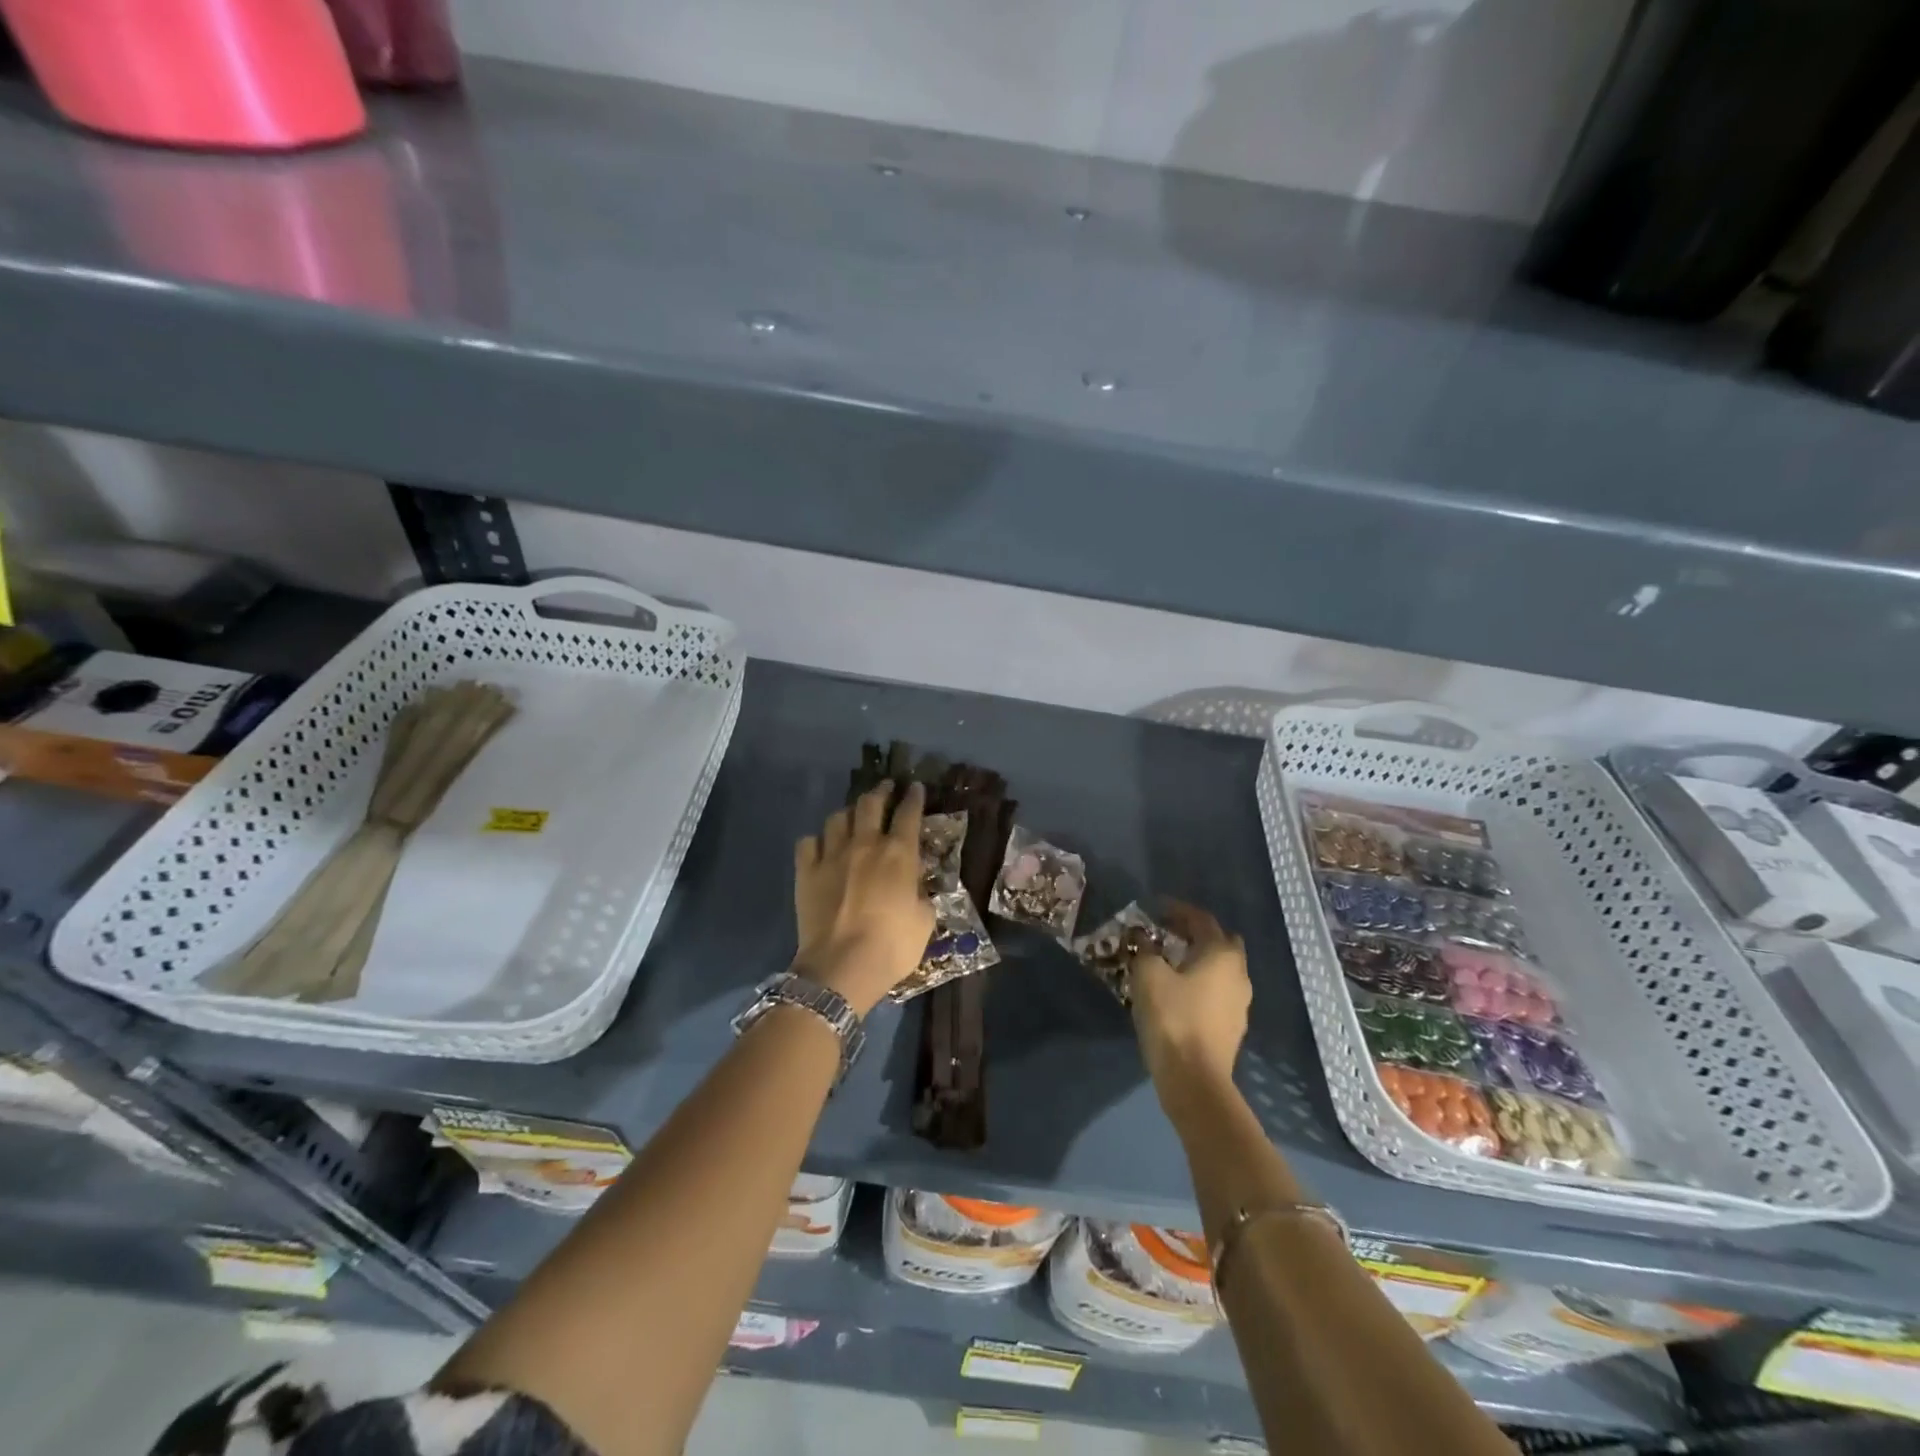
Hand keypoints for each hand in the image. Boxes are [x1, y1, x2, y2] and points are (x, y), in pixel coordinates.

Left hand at [792, 781, 935, 1015]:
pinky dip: (817, 841)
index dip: (914, 797)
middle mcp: (865, 844)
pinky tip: (821, 847)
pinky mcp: (806, 872)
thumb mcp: (924, 922)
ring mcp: (831, 855)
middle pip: (870, 804)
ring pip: (837, 818)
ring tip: (852, 817)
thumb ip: (921, 896)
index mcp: (899, 854)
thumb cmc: (892, 946)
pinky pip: (808, 843)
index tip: (916, 787)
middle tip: (886, 787)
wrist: (841, 967)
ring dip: (848, 814)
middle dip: (881, 791)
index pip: (909, 813)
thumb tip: (917, 888)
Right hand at [1129, 902, 1250, 1100]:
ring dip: (1199, 958)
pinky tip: (1179, 990)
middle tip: (1168, 932)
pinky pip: (1218, 990)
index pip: (1202, 919)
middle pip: (1221, 941)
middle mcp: (1238, 973)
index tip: (1156, 907)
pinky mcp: (1233, 1025)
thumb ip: (1145, 949)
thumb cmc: (1172, 1017)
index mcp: (1221, 954)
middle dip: (1196, 933)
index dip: (1178, 909)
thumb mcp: (1148, 975)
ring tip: (1170, 960)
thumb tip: (1143, 938)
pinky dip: (1201, 981)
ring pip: (1221, 968)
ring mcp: (1240, 1002)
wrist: (1194, 1079)